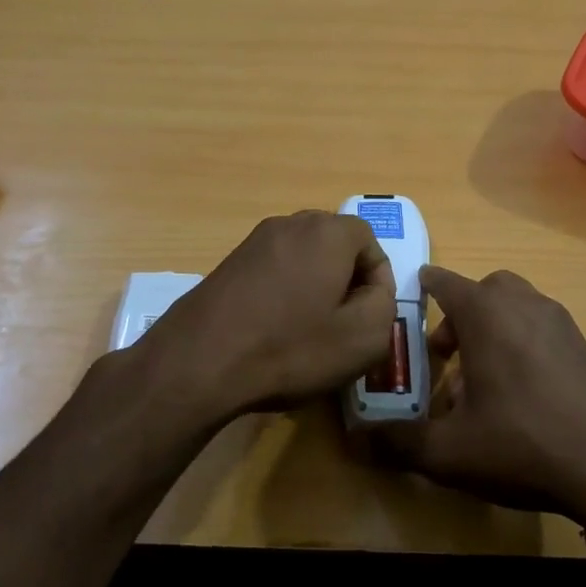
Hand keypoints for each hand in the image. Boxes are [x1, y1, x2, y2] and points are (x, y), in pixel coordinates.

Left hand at [132, 211, 396, 423]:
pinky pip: (272, 272)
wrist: (200, 362)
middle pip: (334, 246)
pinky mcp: (227, 264)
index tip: (371, 317)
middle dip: (346, 281)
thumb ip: (384, 304)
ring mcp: (253, 242)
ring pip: (302, 259)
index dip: (378, 280)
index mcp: (327, 232)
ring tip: (309, 332)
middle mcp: (289, 224)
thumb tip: (373, 290)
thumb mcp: (364, 337)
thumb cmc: (291, 348)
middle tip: (344, 323)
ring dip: (313, 289)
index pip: (370, 241)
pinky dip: (282, 295)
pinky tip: (274, 331)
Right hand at [378, 267, 585, 520]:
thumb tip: (357, 439)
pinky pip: (542, 329)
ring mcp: (561, 324)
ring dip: (493, 328)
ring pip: (517, 307)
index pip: (446, 283)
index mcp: (487, 315)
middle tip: (447, 353)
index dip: (426, 287)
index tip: (414, 294)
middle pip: (485, 290)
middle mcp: (524, 306)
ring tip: (481, 378)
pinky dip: (522, 343)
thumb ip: (399, 442)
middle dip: (461, 313)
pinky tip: (519, 393)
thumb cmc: (522, 443)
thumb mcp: (449, 452)